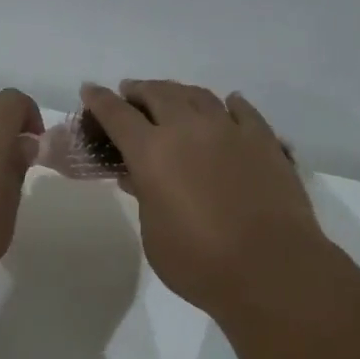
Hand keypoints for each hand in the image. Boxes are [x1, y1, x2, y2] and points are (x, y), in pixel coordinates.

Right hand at [79, 80, 325, 318]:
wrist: (270, 268)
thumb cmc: (199, 262)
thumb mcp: (154, 234)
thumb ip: (144, 197)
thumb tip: (138, 177)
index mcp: (152, 152)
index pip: (117, 115)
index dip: (100, 100)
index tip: (90, 90)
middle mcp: (188, 129)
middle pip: (159, 93)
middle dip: (139, 90)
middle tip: (131, 94)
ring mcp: (230, 131)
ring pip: (199, 95)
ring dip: (179, 92)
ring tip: (173, 98)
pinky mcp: (264, 140)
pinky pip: (242, 110)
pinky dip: (228, 104)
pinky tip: (228, 104)